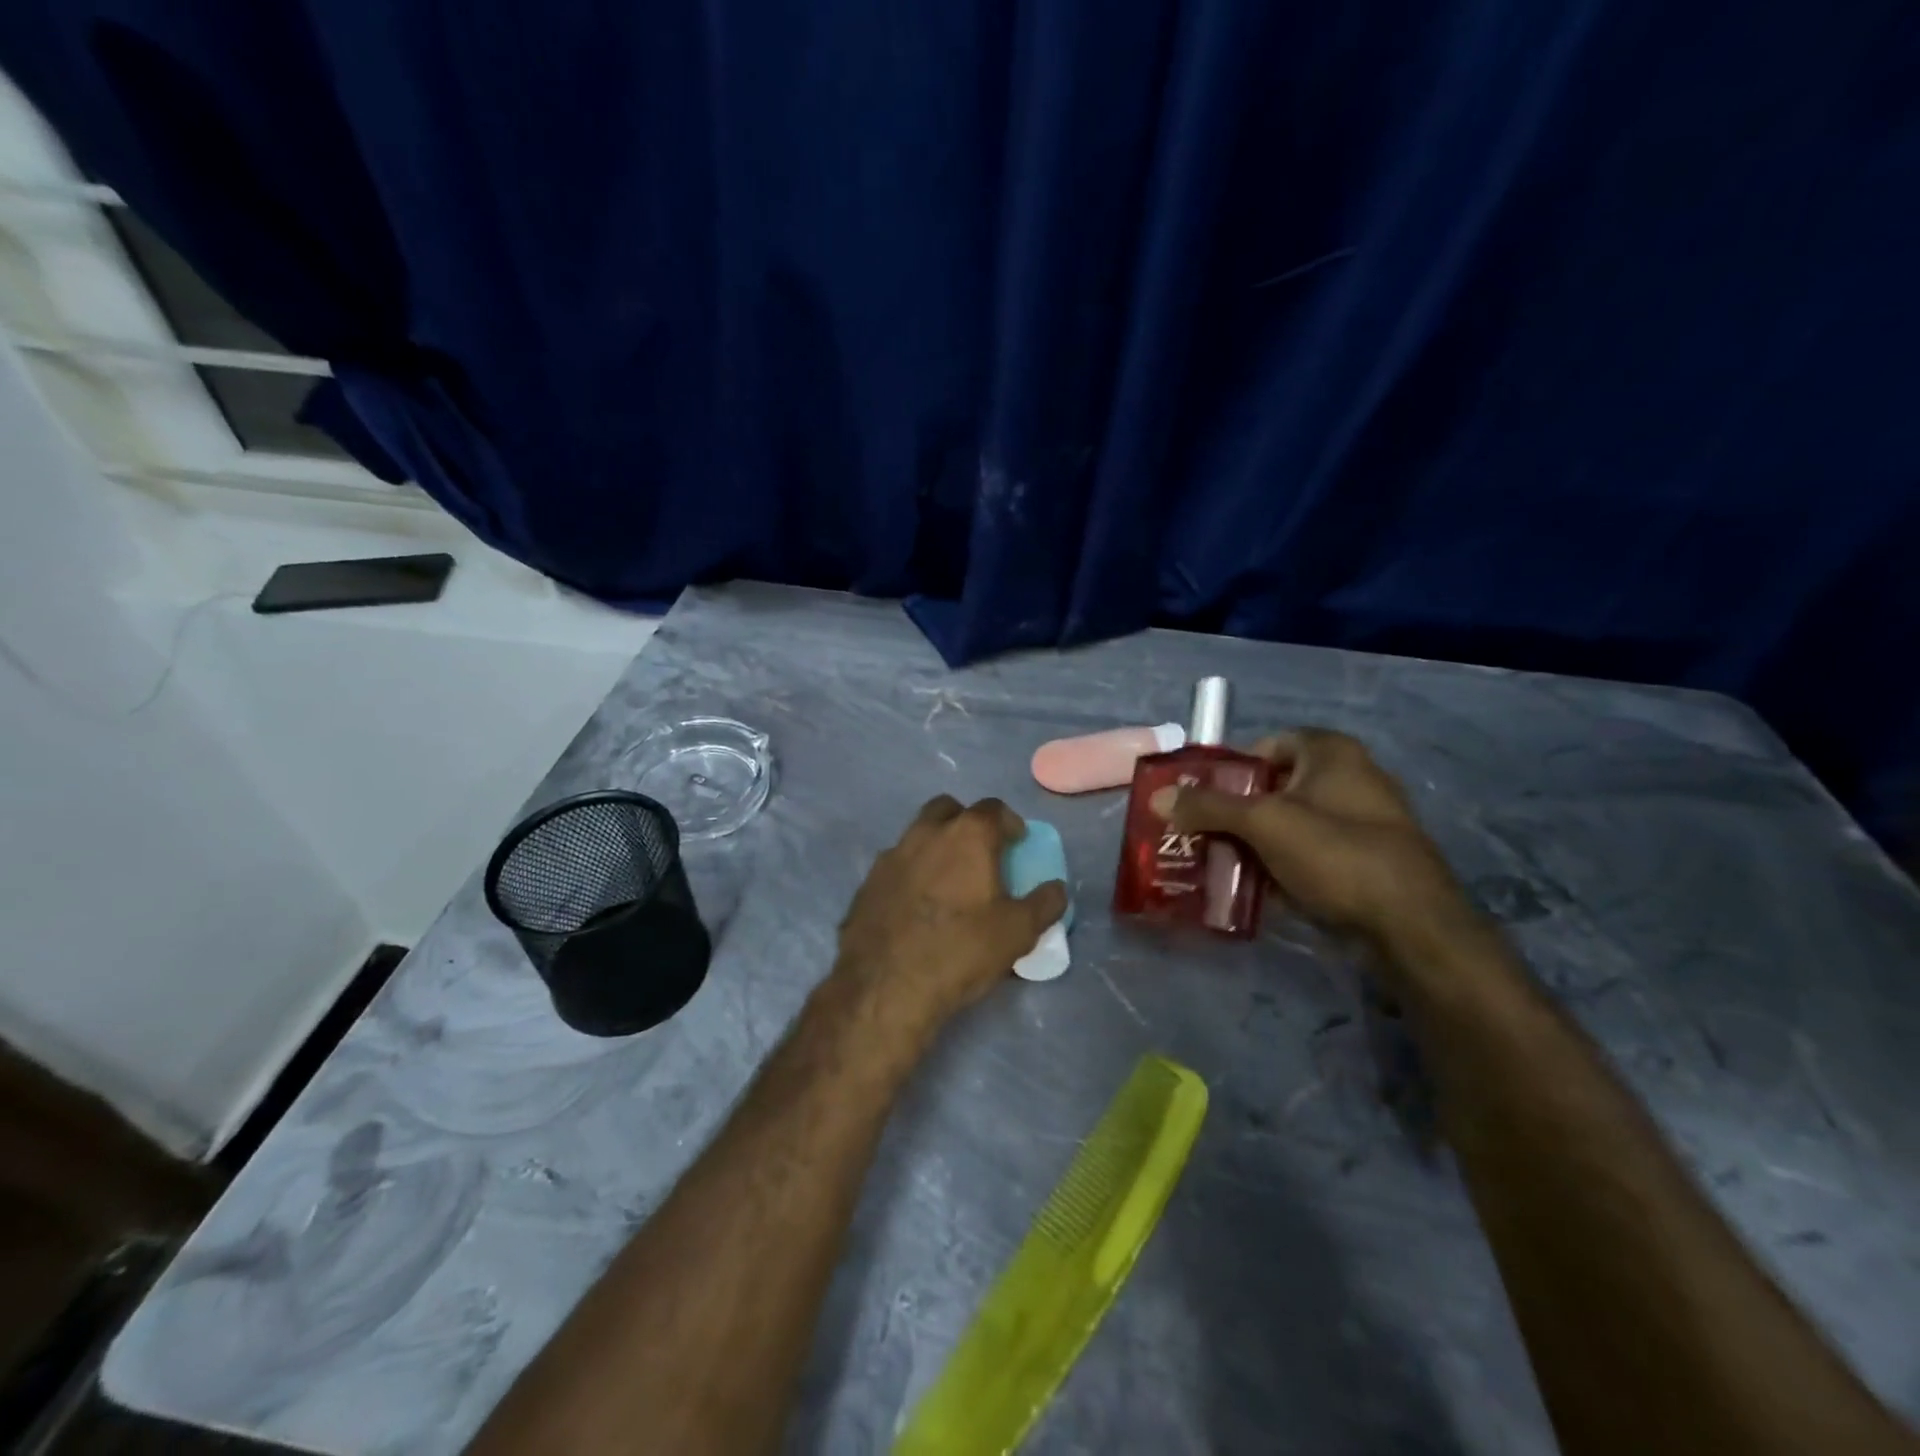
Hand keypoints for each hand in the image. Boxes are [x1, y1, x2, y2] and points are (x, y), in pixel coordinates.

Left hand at [830, 796, 1067, 1045]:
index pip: (993, 808)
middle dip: (967, 822)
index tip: (1016, 842)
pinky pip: (897, 864)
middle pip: (949, 809)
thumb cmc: (961, 950)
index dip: (1009, 822)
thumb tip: (1056, 888)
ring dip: (936, 846)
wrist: (886, 985)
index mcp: (967, 835)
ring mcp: (891, 855)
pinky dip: (912, 872)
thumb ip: (1044, 904)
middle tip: (980, 853)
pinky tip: (918, 905)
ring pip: (918, 834)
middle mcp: (926, 833)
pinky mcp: (868, 882)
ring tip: (949, 881)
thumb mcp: (1018, 933)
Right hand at [1156, 729, 1482, 957]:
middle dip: (1233, 813)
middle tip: (1197, 835)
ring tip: (1213, 864)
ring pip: (1287, 826)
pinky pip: (1307, 856)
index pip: (1265, 746)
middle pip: (1272, 789)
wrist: (1412, 928)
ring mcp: (1359, 824)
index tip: (1199, 798)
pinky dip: (1278, 868)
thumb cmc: (1337, 854)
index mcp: (1331, 753)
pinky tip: (1249, 889)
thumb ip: (1208, 807)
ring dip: (1251, 844)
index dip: (1229, 769)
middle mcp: (1349, 779)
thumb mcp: (1264, 823)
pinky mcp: (1363, 863)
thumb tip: (1157, 798)